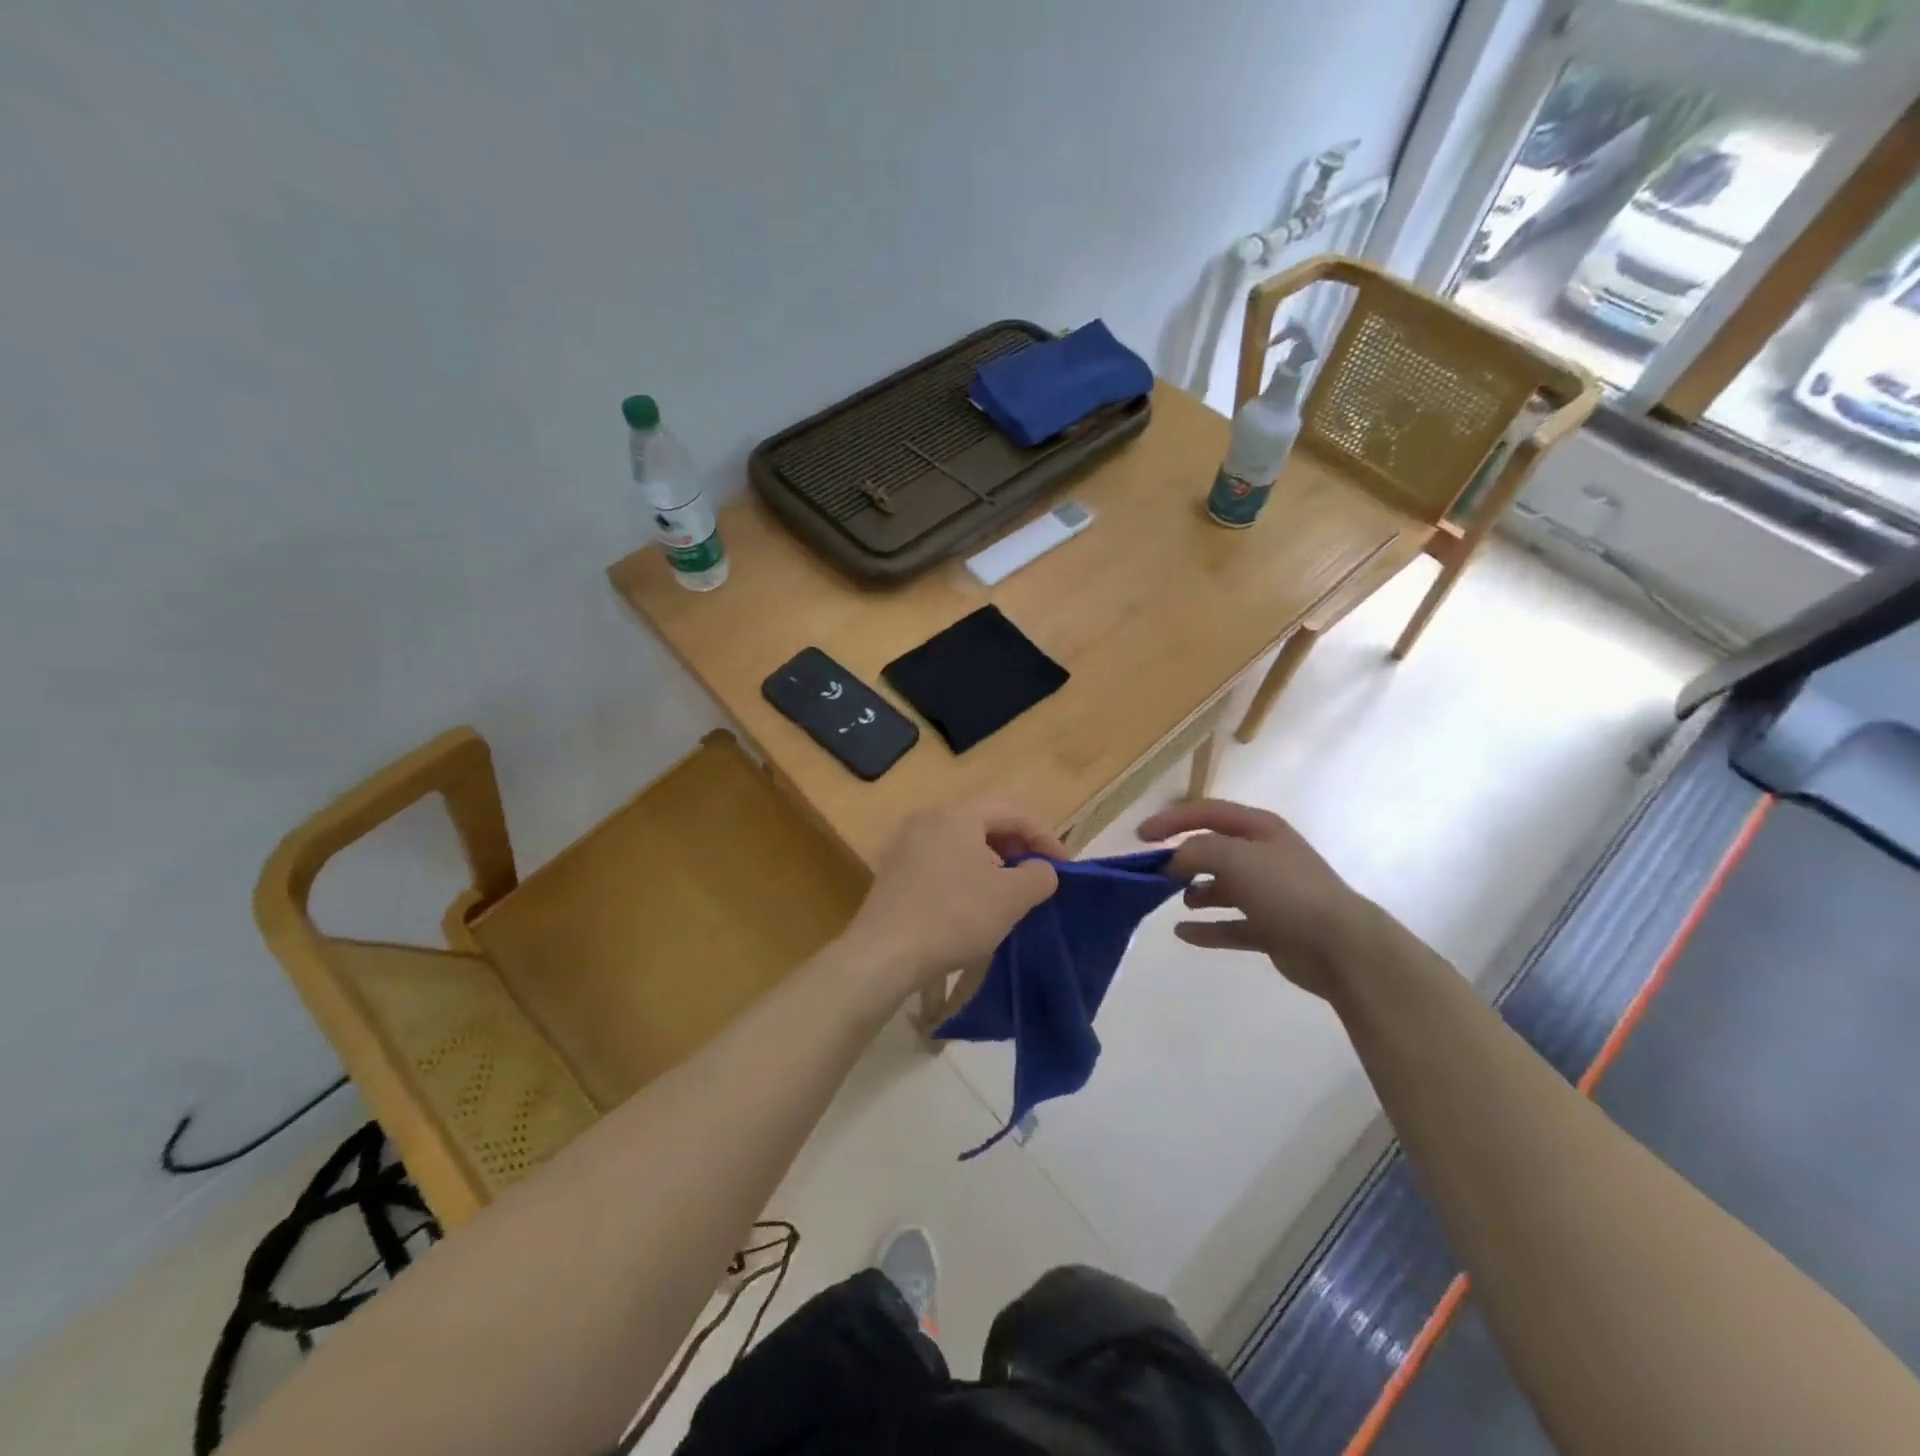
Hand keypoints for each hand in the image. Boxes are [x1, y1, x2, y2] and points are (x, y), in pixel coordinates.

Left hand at [840, 804, 1064, 1002]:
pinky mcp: (892, 872)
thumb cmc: (955, 916)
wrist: (884, 953)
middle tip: (1037, 879)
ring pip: (961, 845)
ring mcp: (905, 845)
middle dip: (1017, 849)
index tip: (1064, 868)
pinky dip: (964, 876)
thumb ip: (1039, 875)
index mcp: (957, 814)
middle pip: (984, 824)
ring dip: (991, 865)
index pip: (1013, 812)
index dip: (1045, 838)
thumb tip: (1041, 870)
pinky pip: (940, 863)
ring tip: (1008, 895)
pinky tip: (971, 907)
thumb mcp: (1012, 897)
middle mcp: (928, 819)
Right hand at [1138, 799, 1381, 999]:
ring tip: (1177, 899)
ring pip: (1223, 887)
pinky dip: (1207, 928)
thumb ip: (1196, 850)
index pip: (1207, 812)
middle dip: (1183, 858)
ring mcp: (1270, 894)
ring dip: (1197, 891)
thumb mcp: (1234, 856)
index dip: (1172, 820)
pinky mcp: (1271, 929)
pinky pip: (1230, 925)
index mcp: (1260, 829)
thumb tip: (1174, 861)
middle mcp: (1265, 856)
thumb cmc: (1285, 890)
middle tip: (1154, 872)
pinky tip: (1182, 933)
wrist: (1340, 945)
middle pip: (1214, 849)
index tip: (1141, 836)